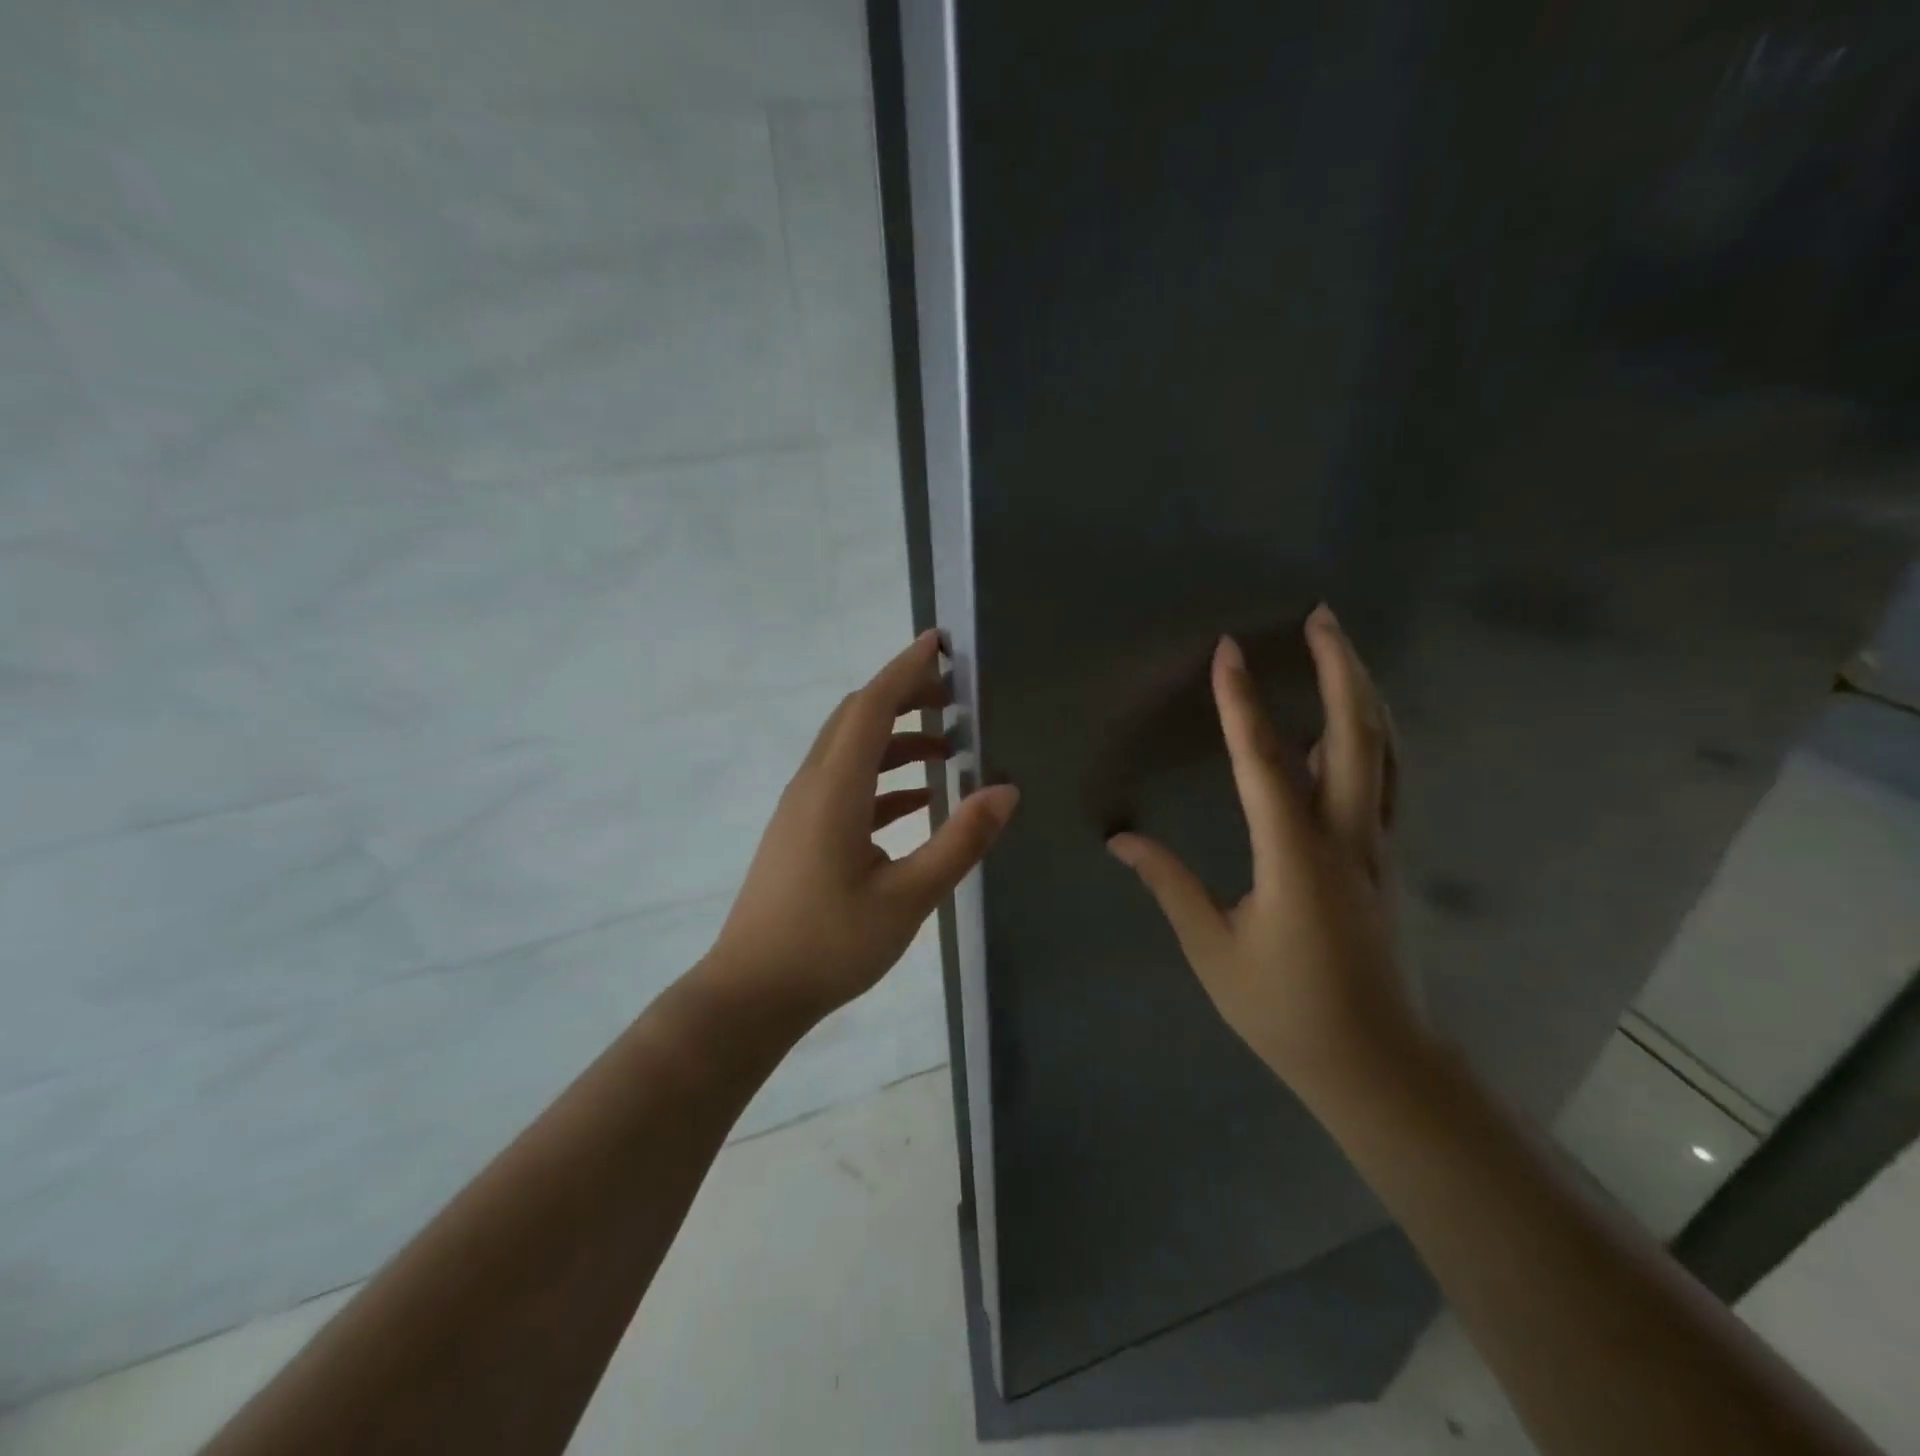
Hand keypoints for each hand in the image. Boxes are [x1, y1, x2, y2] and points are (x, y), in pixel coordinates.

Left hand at [706, 630, 1019, 1021]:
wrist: (752, 992)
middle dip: (904, 696)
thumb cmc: (830, 944)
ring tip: (947, 747)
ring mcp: (802, 809)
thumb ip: (959, 840)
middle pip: (857, 718)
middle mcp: (813, 785)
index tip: (939, 643)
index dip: (905, 670)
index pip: (872, 706)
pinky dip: (882, 779)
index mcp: (835, 788)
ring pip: (851, 751)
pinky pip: (845, 785)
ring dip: (896, 740)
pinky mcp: (801, 833)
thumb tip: (1005, 790)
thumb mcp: (908, 896)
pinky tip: (918, 801)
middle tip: (955, 696)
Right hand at [1107, 606, 1420, 1098]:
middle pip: (1356, 736)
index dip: (1244, 703)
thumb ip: (1169, 885)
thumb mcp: (1213, 951)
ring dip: (1363, 693)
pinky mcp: (1389, 859)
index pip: (1265, 763)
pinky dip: (1370, 736)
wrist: (1379, 1066)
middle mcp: (1348, 839)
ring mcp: (1380, 847)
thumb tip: (1120, 840)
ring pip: (1384, 752)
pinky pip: (1386, 780)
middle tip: (1322, 616)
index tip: (1230, 650)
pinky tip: (1350, 725)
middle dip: (1340, 669)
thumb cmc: (1286, 1011)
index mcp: (1296, 859)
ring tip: (1340, 650)